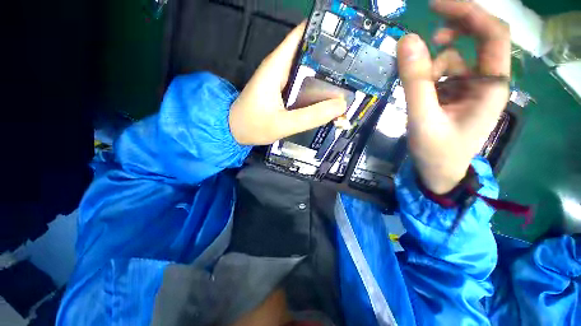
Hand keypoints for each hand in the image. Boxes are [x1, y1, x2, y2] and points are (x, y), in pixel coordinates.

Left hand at [229, 22, 346, 145]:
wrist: (235, 131)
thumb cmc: (253, 125)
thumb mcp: (283, 124)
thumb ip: (310, 116)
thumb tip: (339, 106)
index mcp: (277, 66)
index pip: (302, 36)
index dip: (325, 33)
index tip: (348, 39)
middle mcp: (280, 67)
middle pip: (309, 53)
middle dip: (331, 58)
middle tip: (354, 68)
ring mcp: (281, 79)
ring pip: (307, 71)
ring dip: (325, 76)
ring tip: (348, 83)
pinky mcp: (282, 90)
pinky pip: (303, 85)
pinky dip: (315, 89)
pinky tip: (327, 97)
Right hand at [397, 0, 510, 193]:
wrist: (439, 172)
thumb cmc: (436, 151)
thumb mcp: (422, 118)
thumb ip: (415, 81)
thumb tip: (407, 41)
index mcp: (490, 85)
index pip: (493, 34)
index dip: (468, 12)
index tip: (436, 5)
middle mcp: (486, 81)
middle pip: (478, 40)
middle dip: (453, 30)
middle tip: (425, 35)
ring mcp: (470, 88)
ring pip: (453, 60)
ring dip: (431, 68)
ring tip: (418, 91)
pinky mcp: (456, 95)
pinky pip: (442, 75)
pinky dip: (427, 79)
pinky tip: (420, 95)